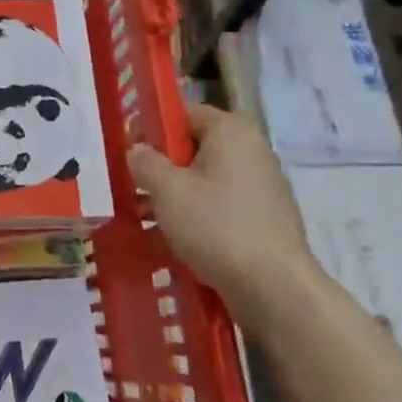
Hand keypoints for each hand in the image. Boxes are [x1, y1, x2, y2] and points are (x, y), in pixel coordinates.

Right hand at [129, 105, 318, 336]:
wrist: (274, 288)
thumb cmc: (215, 227)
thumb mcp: (167, 190)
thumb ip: (145, 162)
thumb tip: (138, 150)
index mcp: (231, 132)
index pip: (182, 113)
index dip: (150, 128)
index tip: (127, 152)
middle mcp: (253, 151)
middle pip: (194, 146)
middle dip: (162, 165)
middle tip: (134, 186)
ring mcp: (264, 186)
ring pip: (206, 178)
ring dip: (176, 193)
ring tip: (148, 217)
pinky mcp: (266, 218)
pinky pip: (221, 204)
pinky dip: (198, 214)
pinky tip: (177, 238)